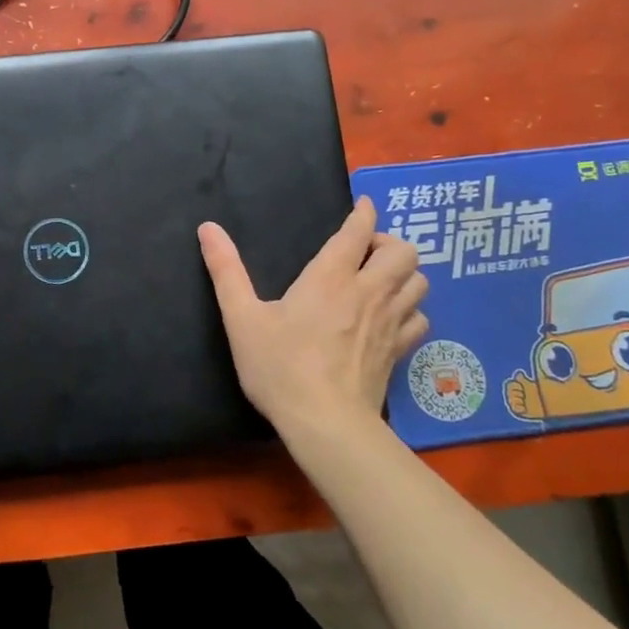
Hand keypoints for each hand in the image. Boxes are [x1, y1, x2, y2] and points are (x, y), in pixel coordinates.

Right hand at [198, 197, 427, 439]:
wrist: (325, 423)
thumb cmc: (280, 367)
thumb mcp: (242, 318)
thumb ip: (226, 270)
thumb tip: (208, 227)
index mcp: (331, 277)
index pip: (358, 231)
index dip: (363, 213)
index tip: (362, 205)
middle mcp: (368, 292)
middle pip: (404, 252)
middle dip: (388, 243)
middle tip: (365, 252)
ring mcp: (390, 323)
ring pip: (419, 282)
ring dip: (404, 273)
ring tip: (381, 280)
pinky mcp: (399, 351)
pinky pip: (420, 318)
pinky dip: (411, 310)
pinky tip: (392, 318)